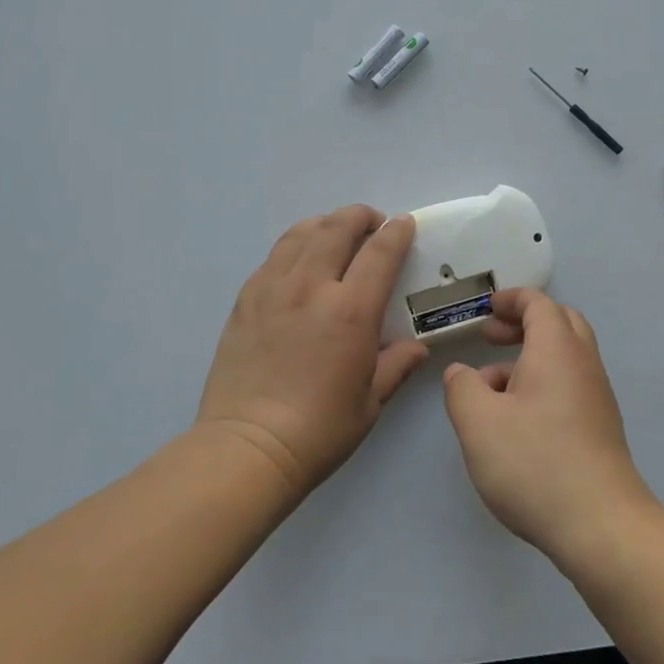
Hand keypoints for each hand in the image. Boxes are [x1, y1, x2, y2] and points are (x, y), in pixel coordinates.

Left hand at [196, 205, 428, 498]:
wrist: (248, 447)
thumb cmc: (319, 430)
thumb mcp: (370, 402)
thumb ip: (396, 365)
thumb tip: (417, 347)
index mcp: (351, 311)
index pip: (379, 253)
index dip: (395, 232)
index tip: (404, 223)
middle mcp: (311, 287)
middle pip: (336, 228)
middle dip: (359, 216)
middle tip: (371, 223)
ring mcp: (273, 289)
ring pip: (301, 234)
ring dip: (325, 224)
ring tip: (335, 233)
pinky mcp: (246, 299)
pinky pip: (274, 256)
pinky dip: (295, 245)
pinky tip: (299, 261)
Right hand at [442, 289, 656, 562]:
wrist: (601, 526)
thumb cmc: (535, 463)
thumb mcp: (478, 422)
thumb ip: (462, 388)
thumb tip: (461, 373)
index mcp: (557, 349)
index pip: (539, 303)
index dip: (511, 299)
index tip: (486, 310)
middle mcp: (583, 364)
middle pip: (560, 323)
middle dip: (523, 323)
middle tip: (491, 338)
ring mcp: (597, 397)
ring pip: (564, 357)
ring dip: (529, 358)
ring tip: (490, 389)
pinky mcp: (600, 428)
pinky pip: (570, 386)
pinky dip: (542, 384)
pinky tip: (516, 422)